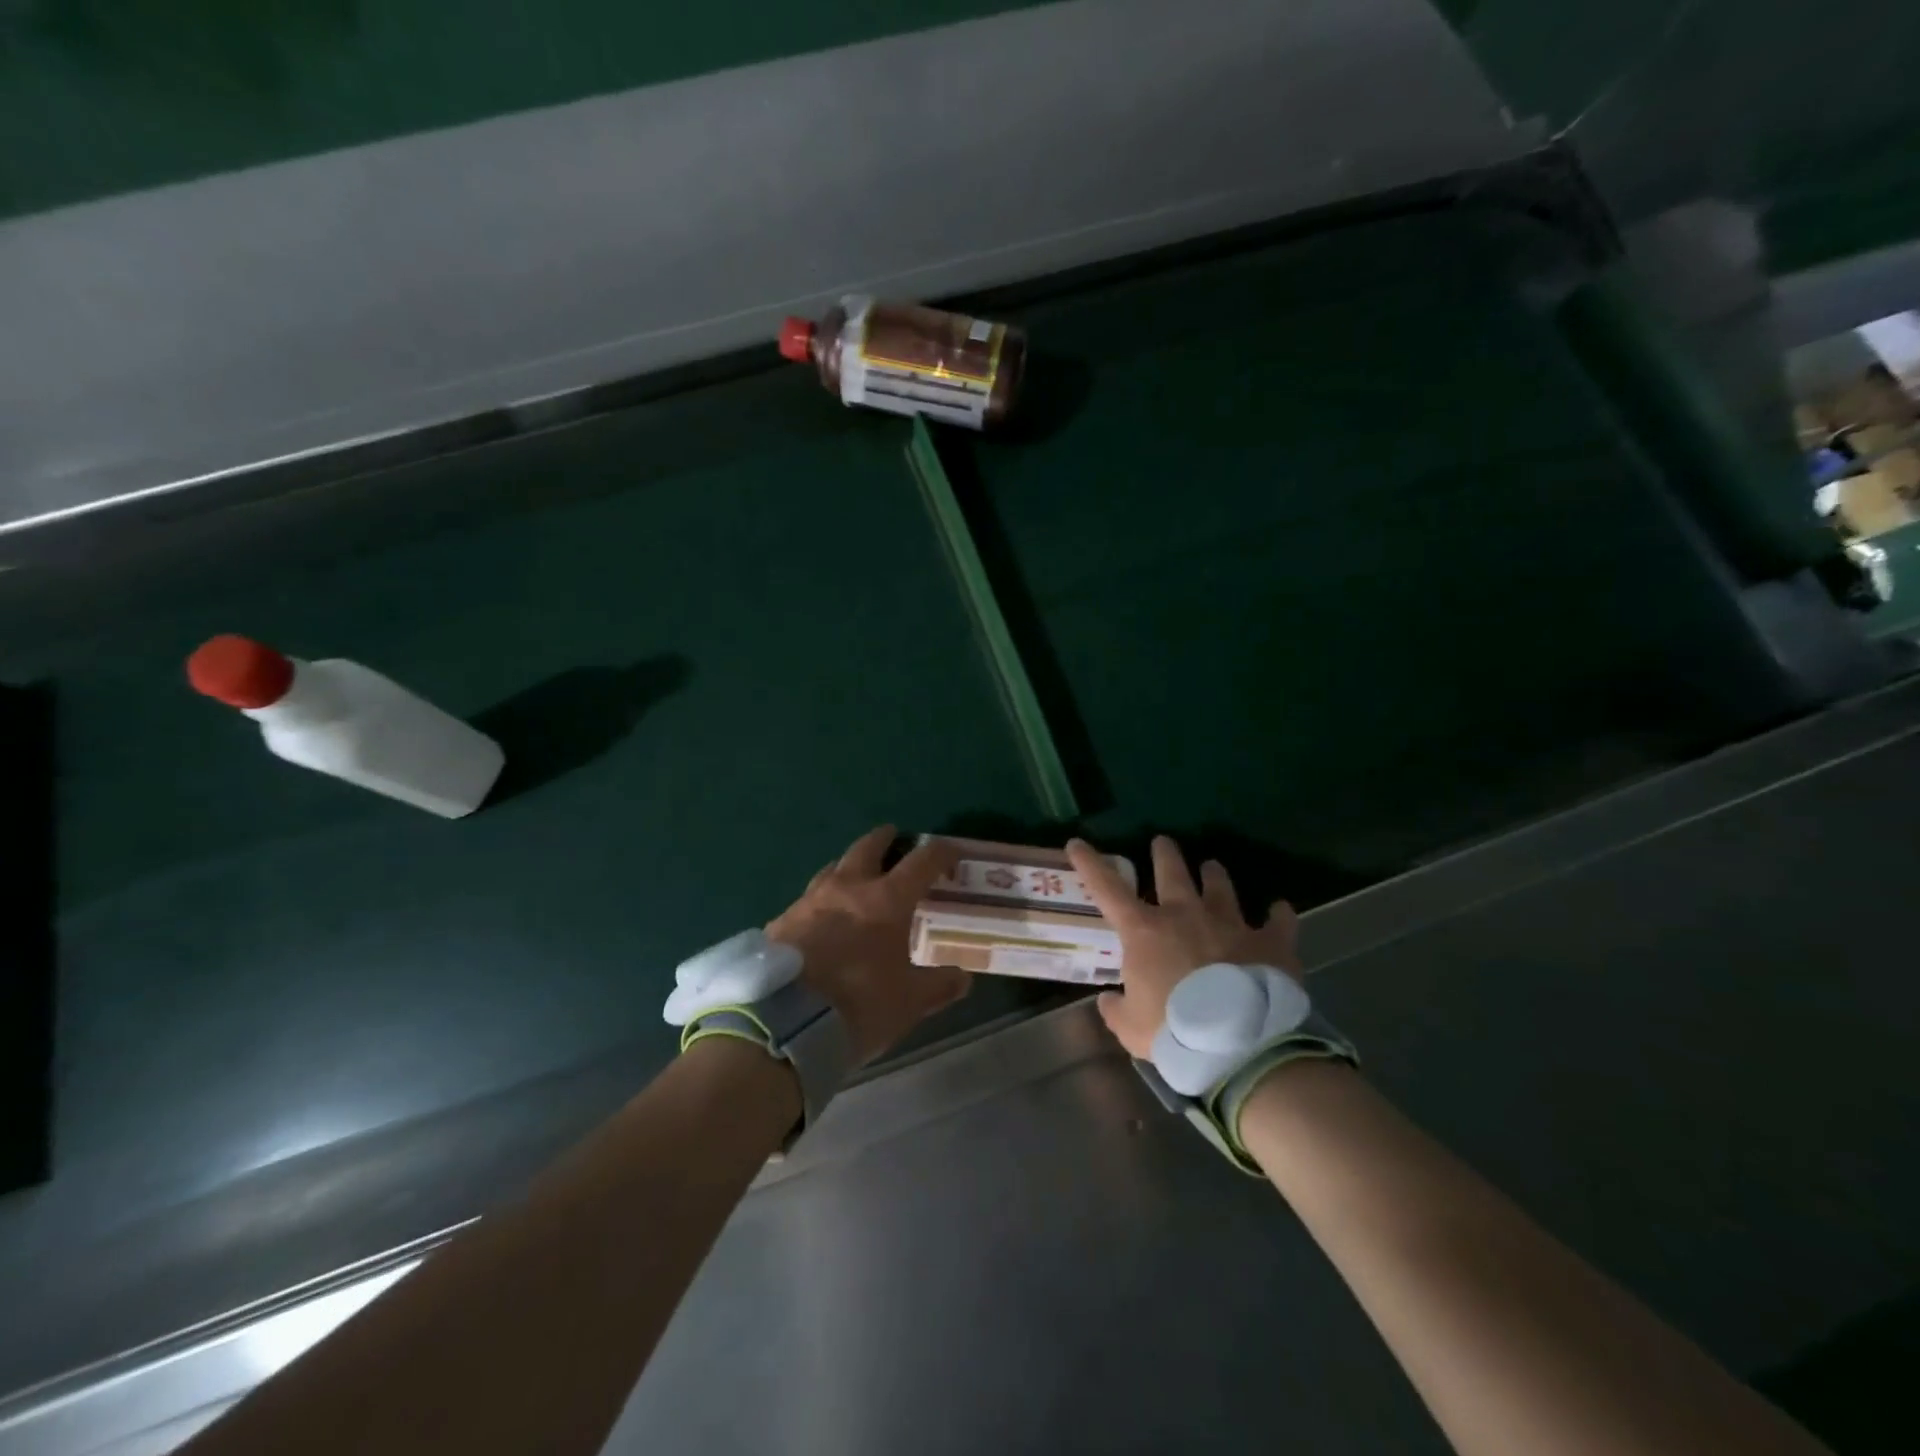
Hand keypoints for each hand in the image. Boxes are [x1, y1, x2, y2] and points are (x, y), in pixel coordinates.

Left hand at [766, 826, 970, 1064]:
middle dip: (885, 839)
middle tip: (895, 838)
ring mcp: (809, 901)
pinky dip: (822, 900)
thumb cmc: (857, 1005)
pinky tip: (821, 918)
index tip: (951, 855)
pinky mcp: (781, 921)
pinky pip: (808, 899)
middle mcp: (848, 888)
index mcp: (886, 900)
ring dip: (850, 866)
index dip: (941, 853)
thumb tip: (963, 977)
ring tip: (857, 876)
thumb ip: (938, 986)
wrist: (782, 1023)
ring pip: (834, 867)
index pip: (922, 861)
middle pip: (869, 847)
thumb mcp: (908, 1002)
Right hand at [1066, 835, 1299, 1058]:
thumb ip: (1116, 1010)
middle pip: (1172, 871)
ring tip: (1213, 866)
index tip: (1077, 843)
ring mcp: (1230, 923)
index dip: (1090, 864)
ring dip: (1214, 875)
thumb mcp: (1131, 1029)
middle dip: (1164, 853)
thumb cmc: (1175, 1033)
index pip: (1107, 888)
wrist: (1240, 1047)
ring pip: (1221, 885)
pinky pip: (1278, 920)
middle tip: (1162, 842)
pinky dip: (1278, 915)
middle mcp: (1186, 915)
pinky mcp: (1269, 942)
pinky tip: (1280, 910)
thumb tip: (1108, 1000)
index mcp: (1145, 931)